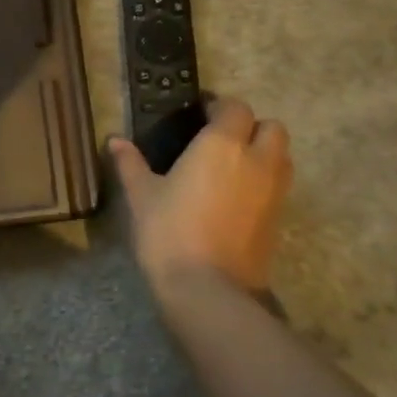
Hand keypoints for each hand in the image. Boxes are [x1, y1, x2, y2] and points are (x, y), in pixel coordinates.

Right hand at [108, 97, 291, 296]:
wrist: (208, 290)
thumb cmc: (170, 231)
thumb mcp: (142, 194)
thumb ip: (130, 163)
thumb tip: (114, 140)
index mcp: (222, 144)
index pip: (235, 107)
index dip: (219, 106)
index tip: (199, 114)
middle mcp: (256, 160)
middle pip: (271, 128)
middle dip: (251, 127)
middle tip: (222, 140)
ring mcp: (274, 192)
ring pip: (282, 156)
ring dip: (264, 153)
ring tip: (232, 167)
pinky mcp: (279, 220)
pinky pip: (280, 186)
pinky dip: (265, 182)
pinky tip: (237, 197)